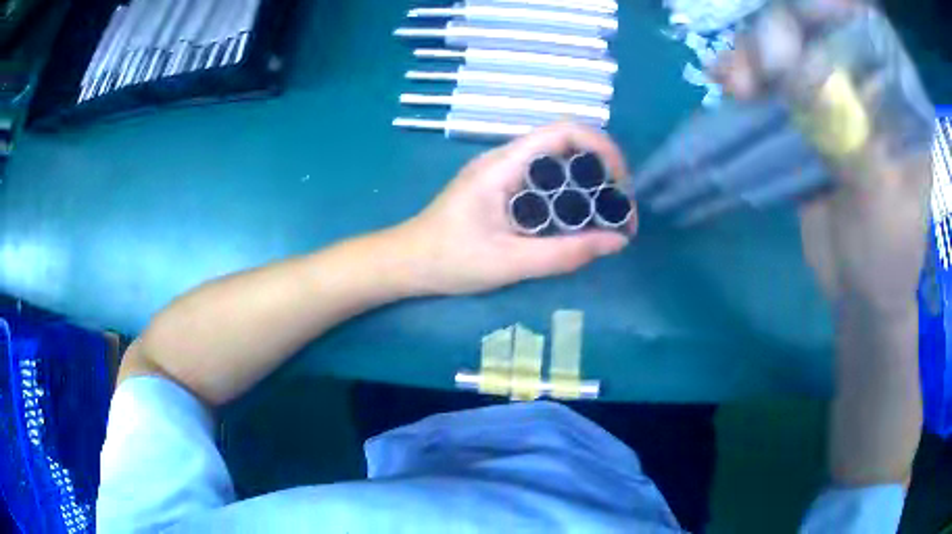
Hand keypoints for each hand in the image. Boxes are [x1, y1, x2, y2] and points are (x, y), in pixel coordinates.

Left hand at [393, 122, 633, 295]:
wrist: (405, 262)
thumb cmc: (449, 260)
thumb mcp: (509, 263)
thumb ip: (564, 254)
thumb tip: (617, 242)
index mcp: (504, 164)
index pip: (564, 131)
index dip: (602, 147)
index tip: (622, 184)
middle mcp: (507, 158)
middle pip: (567, 143)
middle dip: (602, 169)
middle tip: (619, 209)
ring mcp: (504, 171)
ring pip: (559, 161)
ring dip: (589, 182)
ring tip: (607, 217)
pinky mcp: (503, 186)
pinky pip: (546, 179)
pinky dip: (571, 193)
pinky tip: (578, 220)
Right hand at [715, 0, 932, 314]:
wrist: (862, 294)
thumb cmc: (888, 257)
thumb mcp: (880, 201)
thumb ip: (849, 135)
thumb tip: (793, 71)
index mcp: (900, 101)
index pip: (866, 28)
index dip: (832, 9)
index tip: (800, 20)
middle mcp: (868, 86)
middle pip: (819, 29)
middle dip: (782, 34)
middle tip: (758, 67)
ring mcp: (835, 98)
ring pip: (789, 51)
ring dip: (755, 57)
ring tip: (733, 82)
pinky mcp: (808, 118)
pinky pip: (773, 85)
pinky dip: (747, 79)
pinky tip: (727, 84)